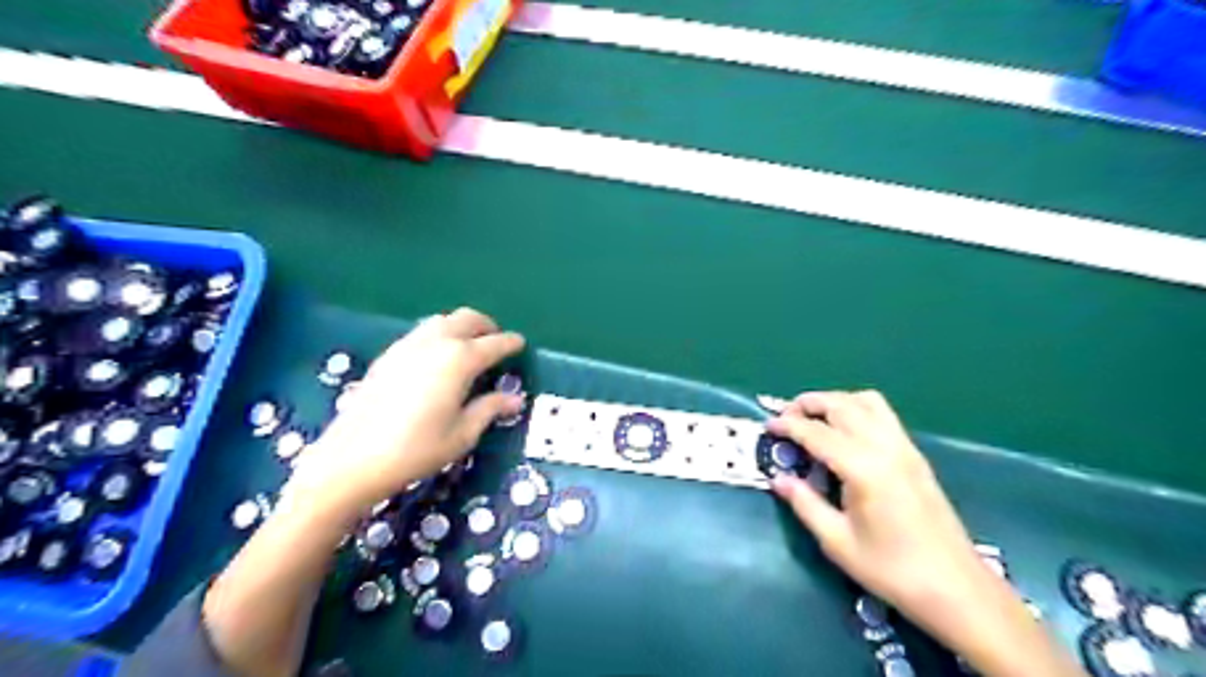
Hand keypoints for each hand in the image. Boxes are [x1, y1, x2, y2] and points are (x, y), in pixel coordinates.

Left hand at [287, 309, 527, 521]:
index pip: (494, 343)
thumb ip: (489, 409)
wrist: (351, 460)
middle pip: (467, 318)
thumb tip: (515, 399)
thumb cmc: (416, 450)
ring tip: (469, 348)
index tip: (521, 344)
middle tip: (496, 342)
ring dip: (461, 327)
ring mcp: (407, 345)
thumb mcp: (462, 434)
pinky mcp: (388, 355)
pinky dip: (439, 335)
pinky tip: (437, 359)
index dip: (511, 343)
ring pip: (442, 320)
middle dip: (487, 326)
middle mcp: (435, 343)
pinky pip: (422, 332)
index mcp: (459, 360)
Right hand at [761, 388, 988, 609]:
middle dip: (808, 403)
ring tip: (814, 418)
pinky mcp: (915, 455)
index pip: (816, 432)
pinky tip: (845, 433)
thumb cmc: (891, 569)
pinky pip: (883, 414)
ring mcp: (904, 447)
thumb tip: (778, 479)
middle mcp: (885, 447)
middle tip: (785, 417)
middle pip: (841, 405)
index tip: (767, 427)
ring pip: (865, 401)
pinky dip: (857, 409)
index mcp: (863, 468)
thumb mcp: (837, 542)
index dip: (788, 425)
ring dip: (835, 401)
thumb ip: (804, 503)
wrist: (956, 588)